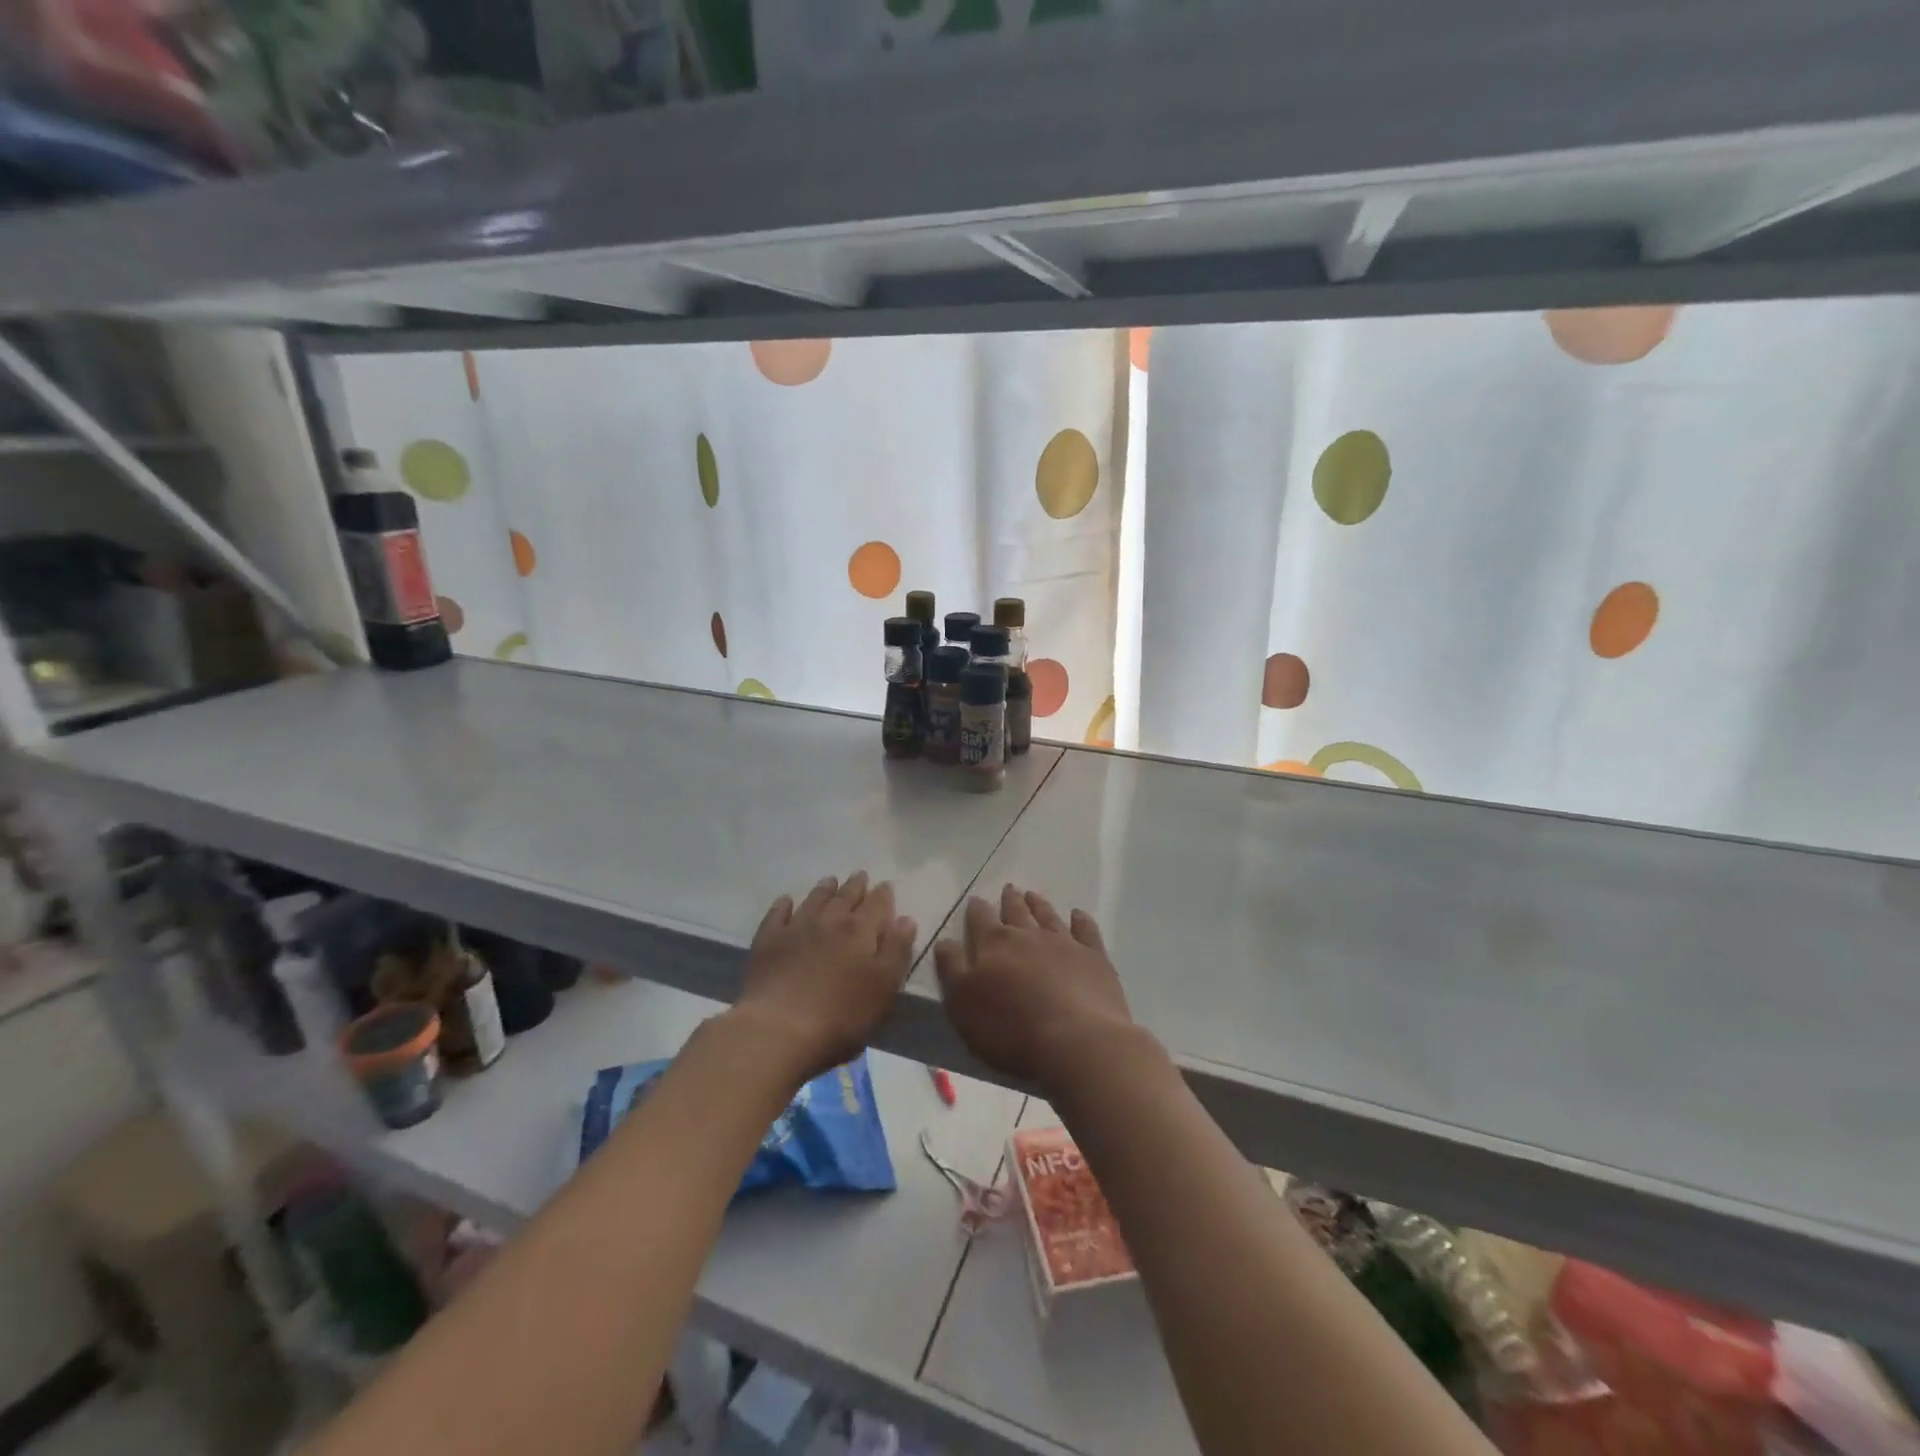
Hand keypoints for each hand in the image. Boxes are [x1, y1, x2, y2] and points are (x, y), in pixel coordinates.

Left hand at [734, 872, 916, 1079]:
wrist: (779, 1028)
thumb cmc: (841, 1015)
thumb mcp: (884, 988)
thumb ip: (897, 951)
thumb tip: (905, 919)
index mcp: (860, 931)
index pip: (877, 905)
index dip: (883, 895)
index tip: (886, 885)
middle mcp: (830, 921)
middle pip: (846, 897)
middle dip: (856, 886)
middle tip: (860, 875)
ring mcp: (796, 928)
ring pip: (814, 900)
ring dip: (824, 889)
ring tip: (831, 880)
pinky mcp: (768, 941)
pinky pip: (777, 914)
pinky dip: (783, 905)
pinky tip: (786, 901)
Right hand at [933, 883, 1137, 1093]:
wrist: (1075, 1041)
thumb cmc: (1009, 1028)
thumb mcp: (962, 1003)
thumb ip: (952, 969)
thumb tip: (945, 941)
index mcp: (994, 945)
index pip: (980, 919)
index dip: (976, 909)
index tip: (975, 899)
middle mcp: (1028, 935)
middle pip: (1016, 911)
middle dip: (1010, 900)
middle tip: (1009, 888)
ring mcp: (1064, 943)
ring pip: (1048, 916)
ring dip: (1039, 905)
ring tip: (1033, 895)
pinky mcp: (1094, 958)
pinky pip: (1086, 931)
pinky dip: (1081, 920)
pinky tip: (1078, 915)